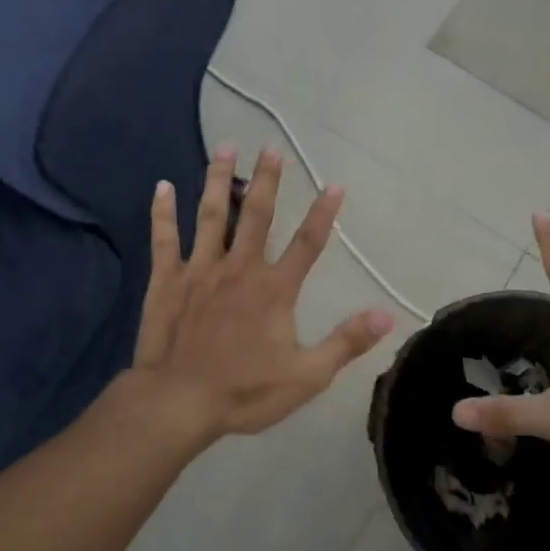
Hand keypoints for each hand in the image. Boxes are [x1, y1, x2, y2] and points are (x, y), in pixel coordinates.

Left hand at [129, 146, 394, 442]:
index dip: (323, 213)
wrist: (178, 403)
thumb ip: (346, 342)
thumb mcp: (307, 375)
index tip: (335, 183)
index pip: (307, 243)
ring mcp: (201, 270)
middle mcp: (240, 268)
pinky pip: (165, 239)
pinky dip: (163, 213)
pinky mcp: (167, 280)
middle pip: (257, 214)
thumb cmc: (244, 391)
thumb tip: (386, 315)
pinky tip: (162, 186)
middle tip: (270, 147)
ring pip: (212, 215)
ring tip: (225, 148)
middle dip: (266, 179)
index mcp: (274, 289)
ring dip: (218, 180)